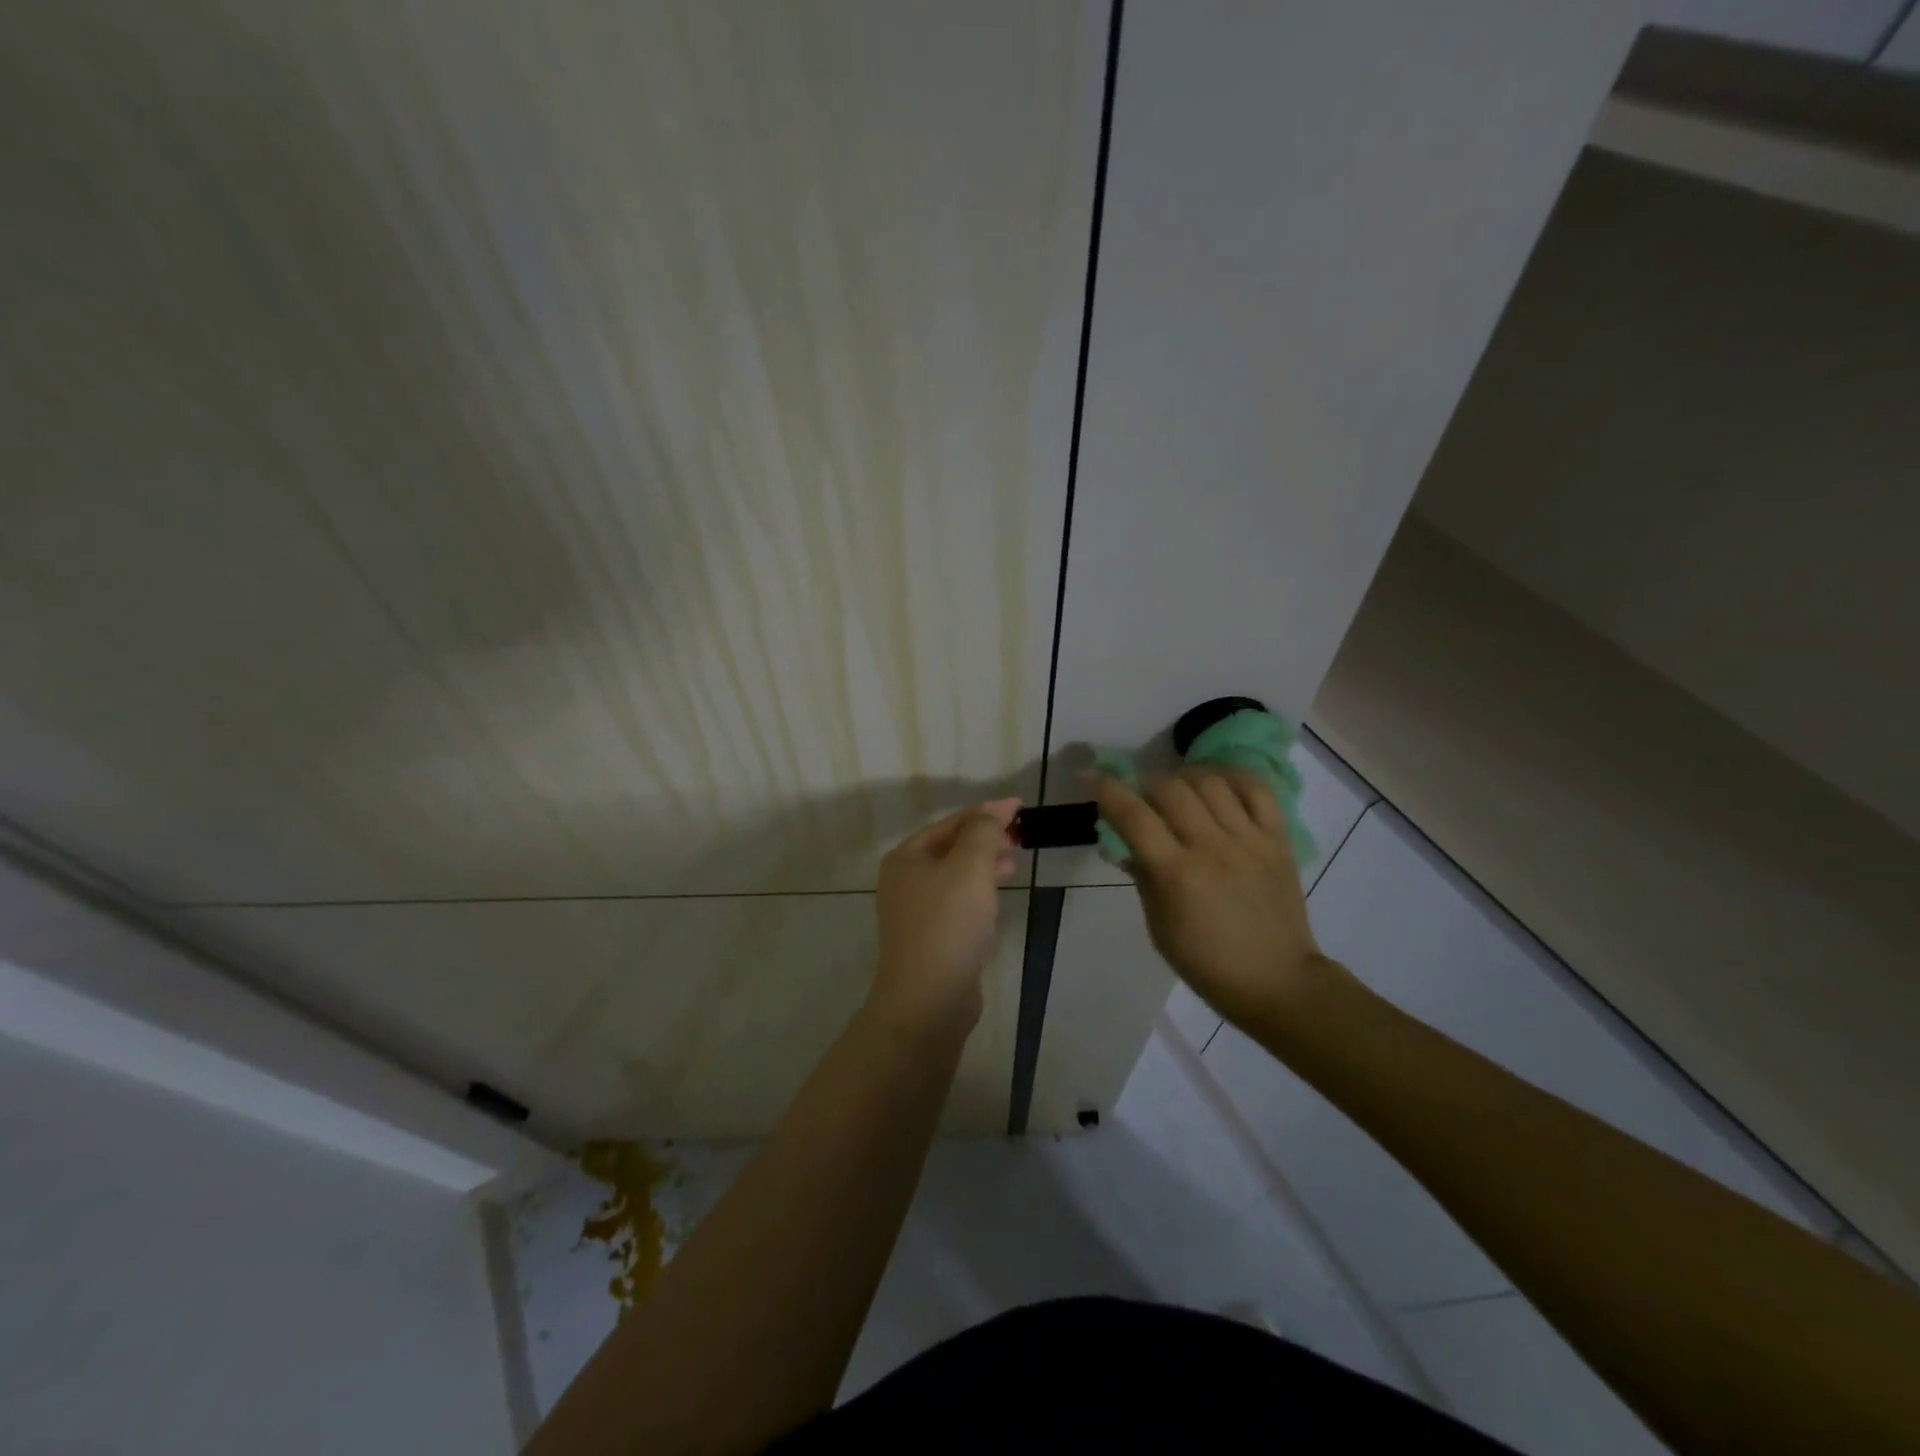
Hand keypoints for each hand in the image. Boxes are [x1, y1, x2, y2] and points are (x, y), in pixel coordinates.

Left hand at [870, 798, 1021, 1035]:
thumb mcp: (969, 868)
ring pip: (956, 876)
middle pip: (951, 847)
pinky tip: (997, 894)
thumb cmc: (948, 925)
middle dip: (986, 838)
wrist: (928, 1000)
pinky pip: (958, 902)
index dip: (986, 813)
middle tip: (1020, 835)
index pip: (951, 823)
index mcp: (907, 857)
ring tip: (1015, 861)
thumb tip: (991, 815)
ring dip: (985, 864)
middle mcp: (905, 880)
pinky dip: (979, 891)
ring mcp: (915, 912)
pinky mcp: (931, 938)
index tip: (1019, 807)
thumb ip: (982, 833)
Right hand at [1086, 768, 1344, 1030]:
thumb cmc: (1206, 962)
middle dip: (1145, 784)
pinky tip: (1217, 784)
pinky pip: (1257, 790)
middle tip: (1141, 797)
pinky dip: (1233, 778)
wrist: (1276, 981)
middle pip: (1170, 789)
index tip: (1089, 776)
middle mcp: (1212, 848)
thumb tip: (1123, 841)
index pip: (1133, 816)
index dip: (1106, 789)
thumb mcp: (1158, 925)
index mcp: (1177, 874)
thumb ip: (1142, 875)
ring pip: (1211, 782)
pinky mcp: (1278, 840)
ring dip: (1185, 778)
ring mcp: (1249, 840)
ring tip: (1178, 790)